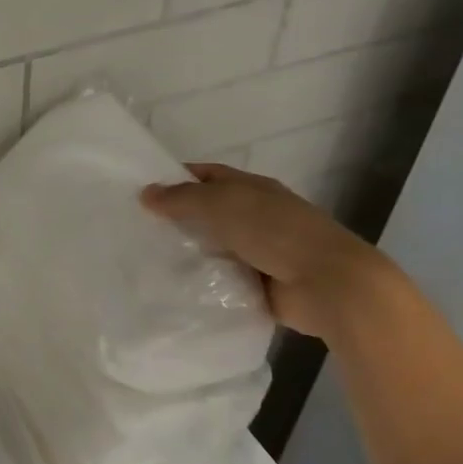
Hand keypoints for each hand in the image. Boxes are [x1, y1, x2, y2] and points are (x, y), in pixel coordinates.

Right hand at [140, 163, 397, 340]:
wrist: (327, 284)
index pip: (208, 176)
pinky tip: (171, 287)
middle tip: (135, 229)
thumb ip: (181, 198)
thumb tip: (145, 193)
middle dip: (176, 219)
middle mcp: (255, 217)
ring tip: (144, 261)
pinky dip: (201, 283)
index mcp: (253, 190)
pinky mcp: (257, 285)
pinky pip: (220, 280)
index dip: (177, 179)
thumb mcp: (222, 205)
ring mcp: (258, 252)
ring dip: (186, 254)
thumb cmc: (276, 233)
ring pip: (211, 248)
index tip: (142, 192)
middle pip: (208, 213)